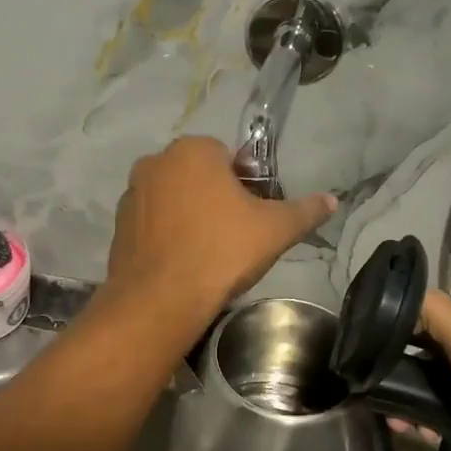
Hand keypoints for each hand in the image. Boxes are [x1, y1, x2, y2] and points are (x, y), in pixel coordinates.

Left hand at [106, 137, 335, 318]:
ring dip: (190, 215)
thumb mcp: (275, 230)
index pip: (228, 156)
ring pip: (173, 199)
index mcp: (193, 150)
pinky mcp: (118, 227)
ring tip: (208, 252)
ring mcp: (132, 195)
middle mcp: (156, 163)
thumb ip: (305, 210)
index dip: (246, 184)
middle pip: (198, 176)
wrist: (159, 299)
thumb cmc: (221, 252)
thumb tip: (332, 200)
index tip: (254, 214)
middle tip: (235, 235)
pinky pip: (152, 223)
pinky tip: (182, 263)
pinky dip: (167, 236)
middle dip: (216, 198)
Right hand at [404, 291, 450, 450]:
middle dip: (406, 396)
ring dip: (432, 427)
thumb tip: (388, 299)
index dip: (388, 347)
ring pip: (448, 406)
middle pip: (427, 373)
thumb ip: (429, 312)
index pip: (414, 329)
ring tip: (420, 444)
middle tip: (394, 420)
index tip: (366, 373)